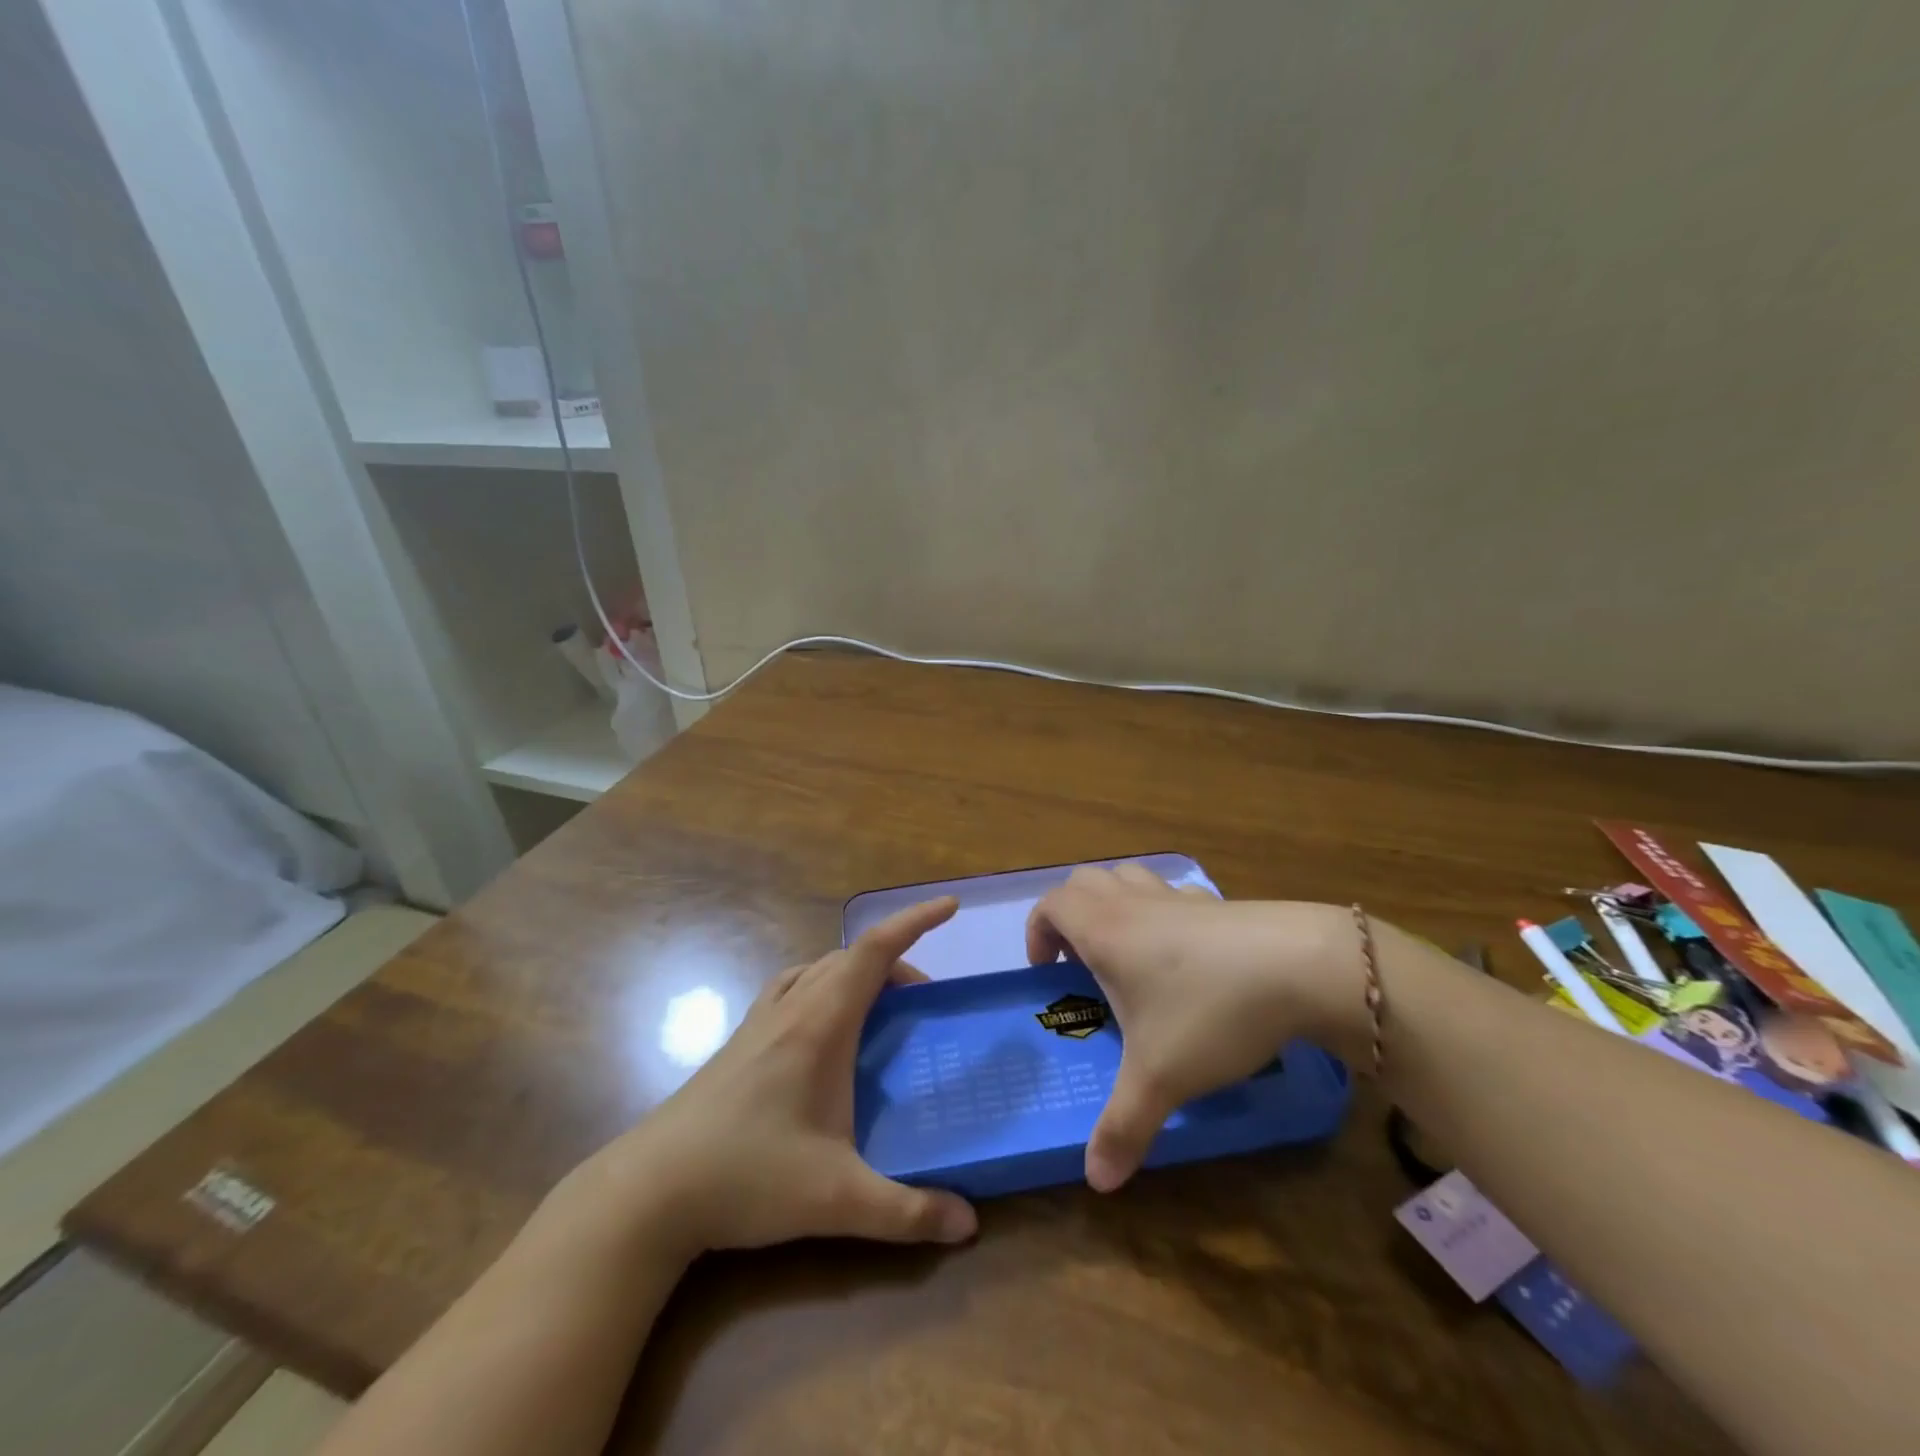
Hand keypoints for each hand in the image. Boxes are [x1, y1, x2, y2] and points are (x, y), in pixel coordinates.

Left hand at [579, 898, 977, 1256]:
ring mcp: (759, 1022)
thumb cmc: (746, 1178)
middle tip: (925, 1003)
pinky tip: (822, 1029)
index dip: (914, 921)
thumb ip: (906, 1212)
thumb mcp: (835, 1201)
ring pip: (818, 969)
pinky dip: (822, 985)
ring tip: (880, 1009)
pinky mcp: (739, 1042)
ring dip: (856, 972)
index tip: (949, 905)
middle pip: (850, 957)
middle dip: (896, 963)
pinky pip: (792, 988)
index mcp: (820, 1024)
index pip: (874, 950)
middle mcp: (791, 1009)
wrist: (649, 1191)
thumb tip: (969, 1225)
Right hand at [1025, 866, 1368, 1191]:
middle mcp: (1134, 904)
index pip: (1051, 905)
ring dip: (1114, 904)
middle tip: (1081, 961)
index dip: (1038, 932)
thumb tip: (1096, 1182)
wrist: (1300, 967)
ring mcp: (1178, 897)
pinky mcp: (1217, 903)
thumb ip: (1122, 1127)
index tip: (1048, 973)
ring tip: (1127, 952)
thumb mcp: (1160, 1078)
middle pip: (1084, 881)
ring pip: (1128, 877)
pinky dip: (1162, 912)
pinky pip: (1173, 894)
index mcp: (1105, 930)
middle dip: (1071, 915)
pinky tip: (1184, 954)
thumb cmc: (1210, 1012)